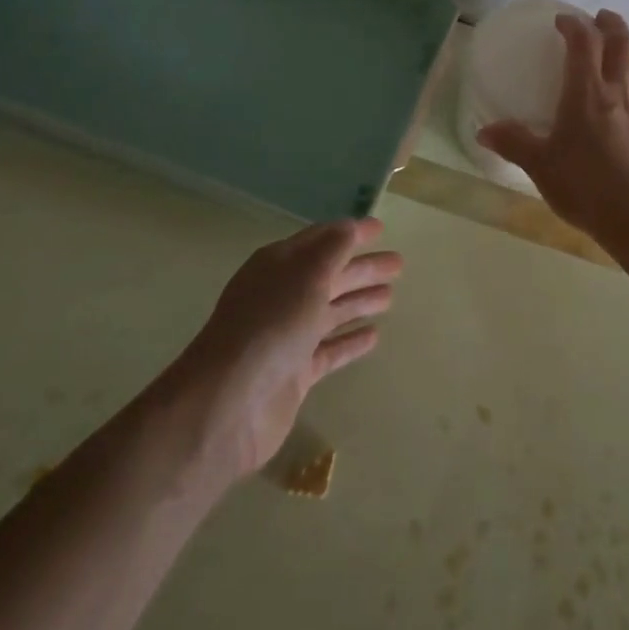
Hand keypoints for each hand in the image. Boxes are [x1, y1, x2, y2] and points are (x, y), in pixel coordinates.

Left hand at [168, 219, 400, 480]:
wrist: (229, 403)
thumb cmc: (271, 326)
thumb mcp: (306, 276)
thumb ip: (333, 249)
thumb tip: (350, 226)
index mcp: (278, 266)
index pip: (320, 240)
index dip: (350, 233)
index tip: (381, 228)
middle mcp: (282, 296)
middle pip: (329, 275)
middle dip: (362, 268)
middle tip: (399, 264)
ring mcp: (288, 336)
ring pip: (330, 311)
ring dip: (359, 301)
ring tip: (391, 297)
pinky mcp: (295, 373)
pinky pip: (329, 350)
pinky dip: (350, 342)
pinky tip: (374, 337)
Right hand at [476, 8, 628, 239]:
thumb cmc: (584, 185)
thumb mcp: (539, 164)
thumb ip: (513, 143)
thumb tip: (485, 131)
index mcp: (587, 93)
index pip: (585, 43)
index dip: (574, 25)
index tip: (560, 21)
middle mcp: (615, 93)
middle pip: (622, 44)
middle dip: (611, 24)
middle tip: (597, 17)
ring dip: (626, 50)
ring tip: (612, 53)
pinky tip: (622, 96)